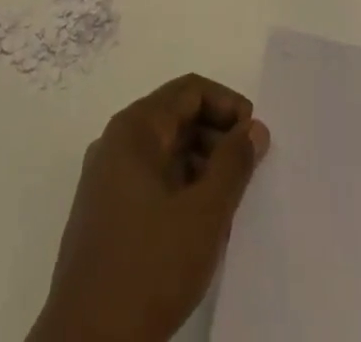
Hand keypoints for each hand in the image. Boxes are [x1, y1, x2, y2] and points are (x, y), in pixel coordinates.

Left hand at [28, 75, 270, 341]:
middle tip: (249, 170)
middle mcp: (115, 143)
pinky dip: (181, 188)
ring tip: (231, 201)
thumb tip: (254, 128)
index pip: (189, 91)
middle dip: (216, 136)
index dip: (227, 105)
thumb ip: (234, 164)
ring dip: (201, 165)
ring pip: (164, 152)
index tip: (256, 136)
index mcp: (134, 129)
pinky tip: (201, 225)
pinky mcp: (104, 214)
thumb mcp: (204, 215)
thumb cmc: (149, 269)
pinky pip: (150, 181)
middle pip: (175, 117)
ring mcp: (105, 180)